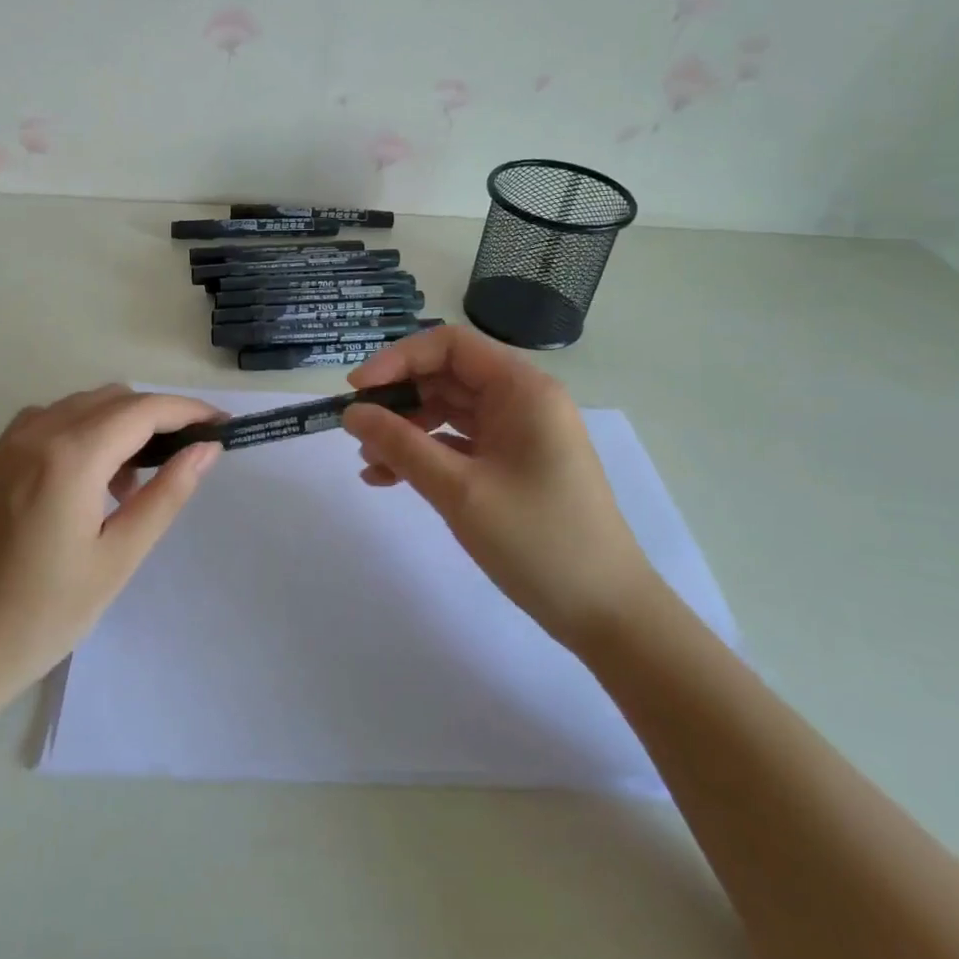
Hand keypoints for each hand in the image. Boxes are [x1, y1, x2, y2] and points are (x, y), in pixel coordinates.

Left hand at [0, 386, 222, 702]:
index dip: (188, 411)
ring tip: (135, 481)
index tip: (222, 425)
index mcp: (70, 456)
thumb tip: (205, 449)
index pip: (143, 410)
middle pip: (112, 399)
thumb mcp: (116, 558)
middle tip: (188, 454)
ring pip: (80, 406)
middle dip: (157, 415)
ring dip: (119, 423)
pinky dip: (83, 432)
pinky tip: (89, 480)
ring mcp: (8, 445)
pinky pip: (49, 423)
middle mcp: (37, 434)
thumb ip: (165, 495)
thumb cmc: (40, 615)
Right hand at [341, 326, 653, 647]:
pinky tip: (388, 479)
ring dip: (406, 431)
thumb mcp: (459, 490)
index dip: (398, 359)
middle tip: (356, 429)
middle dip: (398, 399)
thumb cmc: (537, 540)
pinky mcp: (512, 465)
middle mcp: (522, 400)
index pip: (449, 345)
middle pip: (446, 377)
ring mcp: (518, 434)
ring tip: (368, 462)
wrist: (606, 613)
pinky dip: (425, 455)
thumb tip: (352, 414)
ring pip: (448, 412)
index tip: (357, 390)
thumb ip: (401, 445)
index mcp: (522, 389)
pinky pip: (459, 444)